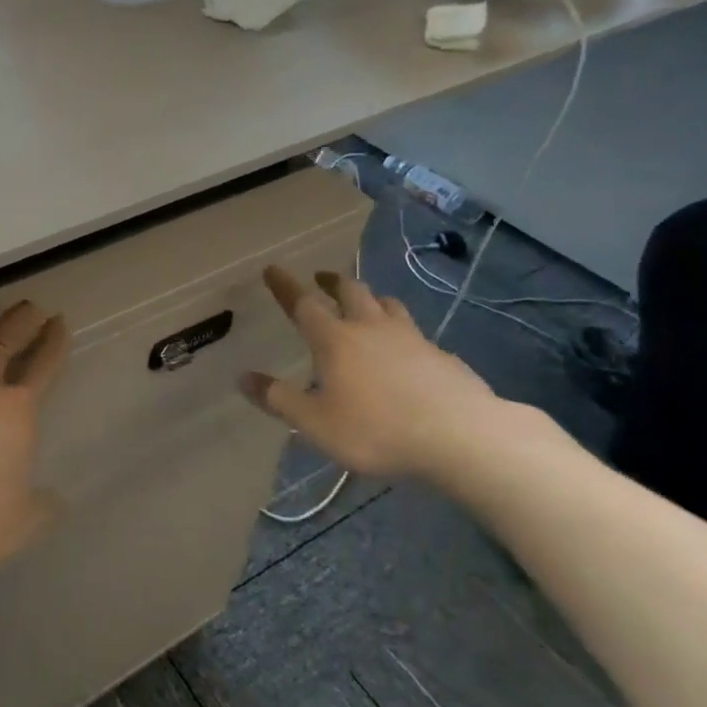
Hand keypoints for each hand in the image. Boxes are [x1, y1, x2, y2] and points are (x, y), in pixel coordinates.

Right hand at [239, 266, 495, 478]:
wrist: (463, 437)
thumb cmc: (378, 429)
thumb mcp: (316, 423)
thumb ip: (279, 399)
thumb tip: (243, 378)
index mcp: (335, 340)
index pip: (303, 304)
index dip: (285, 286)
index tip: (272, 269)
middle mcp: (371, 328)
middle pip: (350, 291)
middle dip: (332, 281)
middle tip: (321, 278)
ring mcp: (412, 339)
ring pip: (388, 304)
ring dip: (371, 298)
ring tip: (366, 303)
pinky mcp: (443, 356)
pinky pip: (417, 334)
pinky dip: (404, 333)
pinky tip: (408, 352)